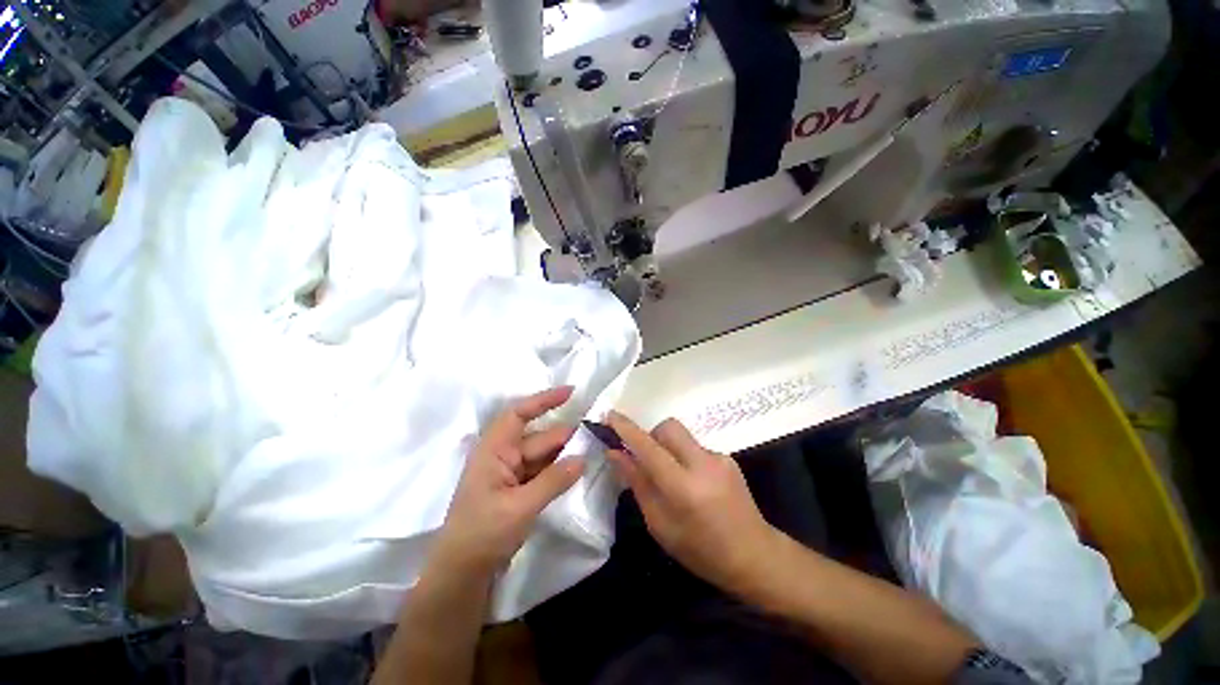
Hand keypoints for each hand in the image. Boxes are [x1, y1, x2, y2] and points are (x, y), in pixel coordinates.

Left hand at [432, 387, 584, 577]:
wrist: (462, 574)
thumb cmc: (482, 534)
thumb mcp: (519, 507)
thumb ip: (553, 480)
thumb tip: (583, 458)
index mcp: (494, 450)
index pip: (519, 414)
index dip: (544, 400)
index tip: (571, 392)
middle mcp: (503, 455)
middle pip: (540, 438)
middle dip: (566, 436)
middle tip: (597, 437)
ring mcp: (512, 474)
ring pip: (544, 455)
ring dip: (566, 454)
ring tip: (594, 452)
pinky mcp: (519, 489)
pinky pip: (544, 472)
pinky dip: (560, 470)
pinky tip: (578, 471)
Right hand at [605, 412, 779, 594]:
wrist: (754, 555)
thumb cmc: (700, 550)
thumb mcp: (660, 525)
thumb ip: (637, 483)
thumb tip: (615, 453)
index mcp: (683, 487)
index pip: (648, 447)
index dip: (627, 429)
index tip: (610, 415)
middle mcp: (703, 464)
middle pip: (668, 427)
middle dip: (652, 435)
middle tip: (647, 459)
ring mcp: (719, 458)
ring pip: (682, 436)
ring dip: (669, 448)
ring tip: (673, 479)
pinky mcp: (728, 458)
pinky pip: (696, 447)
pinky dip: (685, 458)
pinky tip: (695, 485)